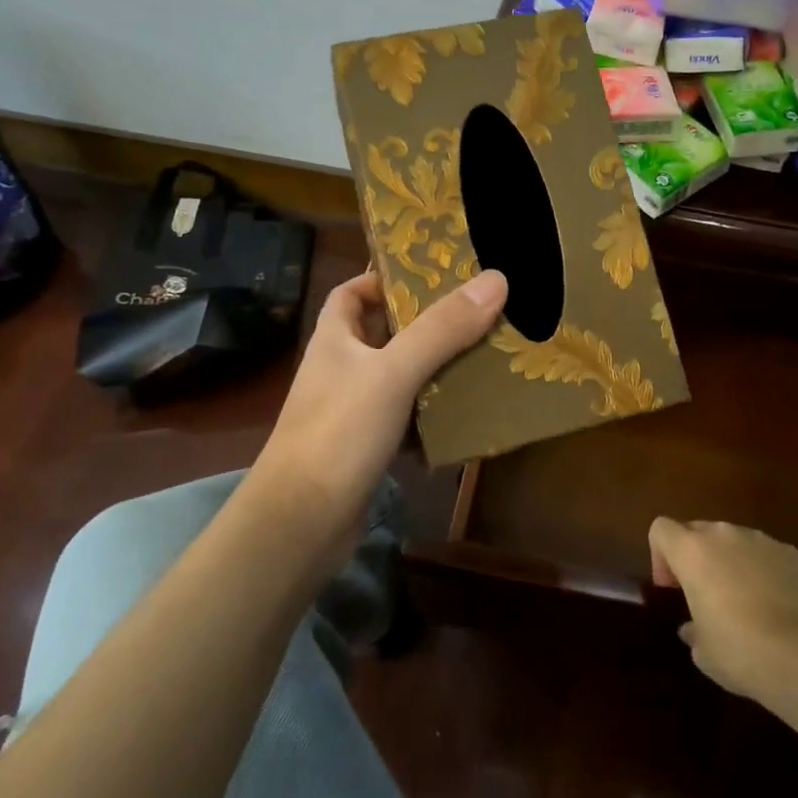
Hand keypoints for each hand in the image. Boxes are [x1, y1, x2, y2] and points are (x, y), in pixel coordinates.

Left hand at [252, 268, 507, 553]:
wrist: (301, 523)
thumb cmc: (340, 432)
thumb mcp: (394, 372)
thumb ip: (442, 328)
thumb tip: (496, 279)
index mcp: (335, 339)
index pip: (352, 292)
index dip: (383, 278)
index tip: (430, 274)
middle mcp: (341, 369)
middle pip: (384, 332)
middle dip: (425, 322)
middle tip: (476, 311)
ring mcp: (352, 410)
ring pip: (399, 377)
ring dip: (434, 367)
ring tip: (484, 353)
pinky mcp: (367, 447)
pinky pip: (406, 418)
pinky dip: (432, 413)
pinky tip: (466, 411)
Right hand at [649, 518, 797, 701]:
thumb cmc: (739, 650)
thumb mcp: (702, 651)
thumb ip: (692, 629)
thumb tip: (693, 627)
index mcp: (692, 551)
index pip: (661, 529)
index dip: (661, 556)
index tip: (672, 589)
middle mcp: (722, 534)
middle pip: (697, 531)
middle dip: (696, 557)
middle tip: (704, 595)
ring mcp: (759, 540)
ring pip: (733, 541)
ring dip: (729, 562)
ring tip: (743, 601)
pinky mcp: (790, 552)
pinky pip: (764, 554)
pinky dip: (762, 570)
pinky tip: (774, 605)